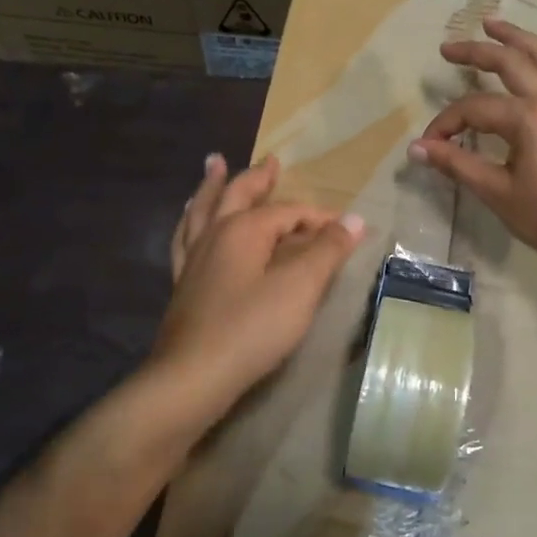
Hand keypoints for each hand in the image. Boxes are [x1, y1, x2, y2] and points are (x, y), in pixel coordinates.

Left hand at [154, 153, 365, 414]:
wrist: (194, 375)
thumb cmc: (252, 328)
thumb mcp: (300, 287)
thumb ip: (327, 250)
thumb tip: (354, 218)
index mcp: (244, 229)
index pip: (289, 212)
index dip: (320, 218)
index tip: (346, 230)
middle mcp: (214, 234)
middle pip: (237, 195)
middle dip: (257, 178)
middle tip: (270, 160)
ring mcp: (193, 259)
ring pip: (203, 210)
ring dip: (213, 185)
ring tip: (214, 164)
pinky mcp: (182, 284)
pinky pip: (185, 239)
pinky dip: (190, 221)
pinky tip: (190, 222)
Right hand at [408, 17, 536, 272]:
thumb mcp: (497, 192)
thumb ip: (457, 164)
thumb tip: (416, 149)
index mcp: (530, 118)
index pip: (476, 109)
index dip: (447, 123)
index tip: (430, 144)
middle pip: (511, 63)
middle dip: (477, 52)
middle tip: (450, 47)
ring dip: (519, 38)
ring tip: (496, 25)